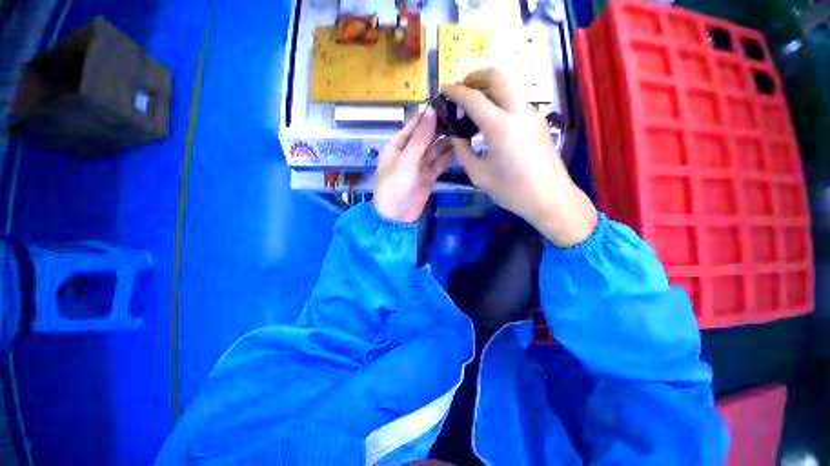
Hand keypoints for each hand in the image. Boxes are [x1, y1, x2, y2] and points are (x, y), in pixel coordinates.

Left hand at [373, 107, 453, 222]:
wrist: (396, 217)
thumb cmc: (394, 187)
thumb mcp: (405, 161)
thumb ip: (419, 138)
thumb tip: (430, 111)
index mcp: (398, 145)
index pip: (414, 125)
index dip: (428, 115)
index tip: (446, 102)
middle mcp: (410, 152)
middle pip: (427, 136)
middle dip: (441, 127)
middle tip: (461, 115)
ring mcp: (421, 165)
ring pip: (436, 148)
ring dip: (447, 140)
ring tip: (465, 128)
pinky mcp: (430, 176)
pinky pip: (440, 162)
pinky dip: (449, 156)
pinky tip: (461, 147)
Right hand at [442, 69, 596, 246]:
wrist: (550, 198)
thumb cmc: (511, 190)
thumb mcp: (479, 175)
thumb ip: (463, 152)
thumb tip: (455, 137)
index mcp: (500, 126)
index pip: (473, 98)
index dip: (455, 91)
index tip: (443, 88)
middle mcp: (518, 112)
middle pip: (498, 75)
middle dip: (476, 76)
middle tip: (462, 89)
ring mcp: (532, 114)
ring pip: (510, 85)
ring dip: (490, 87)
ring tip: (474, 104)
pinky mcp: (538, 122)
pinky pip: (516, 100)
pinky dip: (500, 100)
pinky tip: (492, 119)